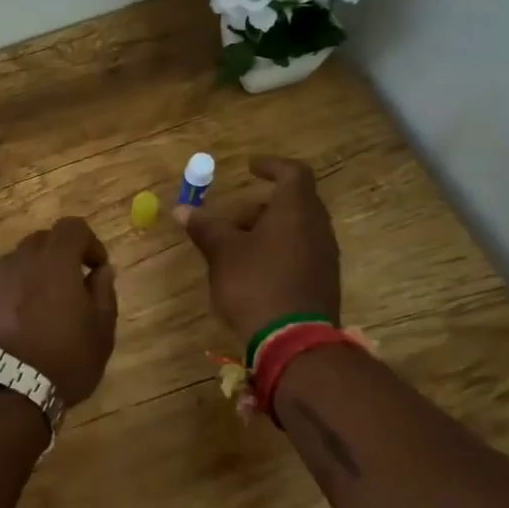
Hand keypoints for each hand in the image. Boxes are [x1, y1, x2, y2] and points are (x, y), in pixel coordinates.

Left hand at [0, 217, 118, 404]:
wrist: (1, 391)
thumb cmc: (62, 360)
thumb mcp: (100, 331)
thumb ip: (103, 292)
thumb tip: (101, 270)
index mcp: (54, 261)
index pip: (72, 227)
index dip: (90, 242)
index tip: (97, 268)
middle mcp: (20, 262)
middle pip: (42, 241)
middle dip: (61, 255)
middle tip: (73, 287)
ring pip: (18, 263)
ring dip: (35, 275)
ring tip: (46, 309)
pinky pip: (1, 286)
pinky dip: (15, 294)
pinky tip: (21, 325)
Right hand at [181, 156, 341, 338]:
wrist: (293, 341)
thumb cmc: (255, 284)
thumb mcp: (222, 252)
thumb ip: (206, 227)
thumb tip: (183, 209)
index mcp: (296, 210)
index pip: (293, 173)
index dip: (272, 166)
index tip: (250, 168)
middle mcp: (317, 227)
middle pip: (294, 203)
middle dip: (260, 206)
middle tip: (232, 219)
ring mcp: (324, 256)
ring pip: (296, 230)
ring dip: (268, 231)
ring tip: (236, 249)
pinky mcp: (323, 281)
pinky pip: (300, 253)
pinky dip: (278, 252)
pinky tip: (253, 272)